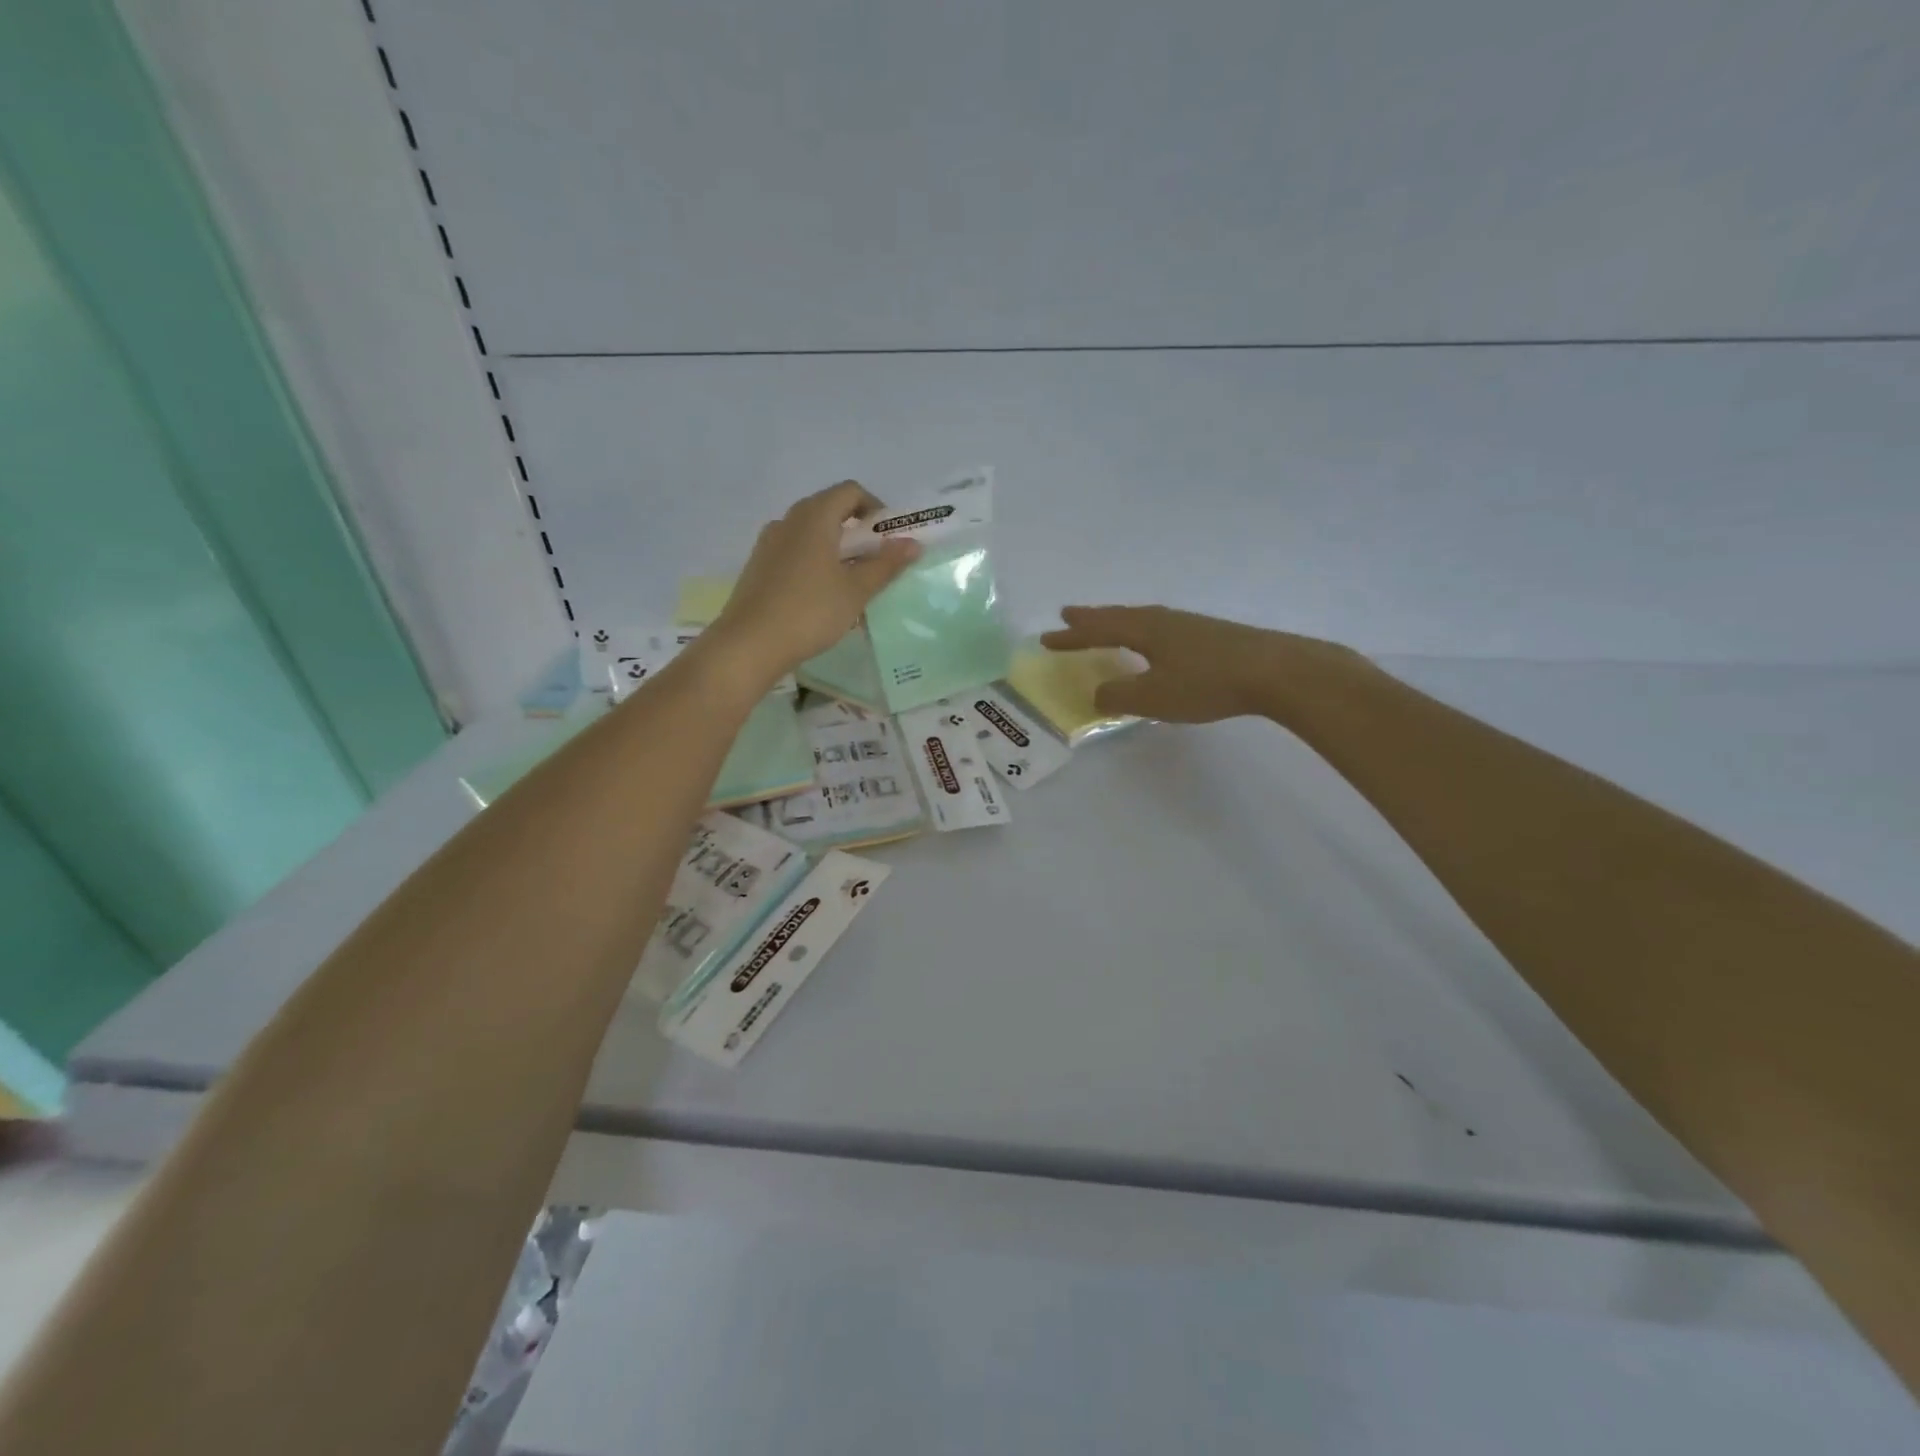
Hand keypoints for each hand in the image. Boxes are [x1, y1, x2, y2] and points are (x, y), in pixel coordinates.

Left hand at [706, 482, 919, 683]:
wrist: (750, 643)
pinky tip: (821, 595)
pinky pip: (794, 551)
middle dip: (857, 530)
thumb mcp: (856, 590)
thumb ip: (886, 564)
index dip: (875, 508)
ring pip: (810, 532)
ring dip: (835, 547)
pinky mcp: (758, 565)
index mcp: (814, 516)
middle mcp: (788, 520)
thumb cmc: (810, 611)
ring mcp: (769, 542)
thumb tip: (913, 544)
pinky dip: (814, 561)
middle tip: (875, 561)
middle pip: (829, 509)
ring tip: (850, 581)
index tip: (888, 539)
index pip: (850, 492)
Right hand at [1041, 605, 1363, 723]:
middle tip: (1068, 616)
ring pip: (1142, 620)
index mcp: (1144, 629)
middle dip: (1091, 620)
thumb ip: (1119, 697)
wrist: (1276, 671)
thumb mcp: (1153, 697)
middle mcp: (1163, 619)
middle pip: (1118, 616)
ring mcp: (1190, 625)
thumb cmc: (1207, 683)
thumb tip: (1097, 693)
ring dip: (1118, 624)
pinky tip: (1155, 643)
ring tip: (1106, 627)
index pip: (1097, 629)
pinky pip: (1162, 629)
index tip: (1046, 637)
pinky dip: (1143, 633)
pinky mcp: (1211, 635)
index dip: (1071, 636)